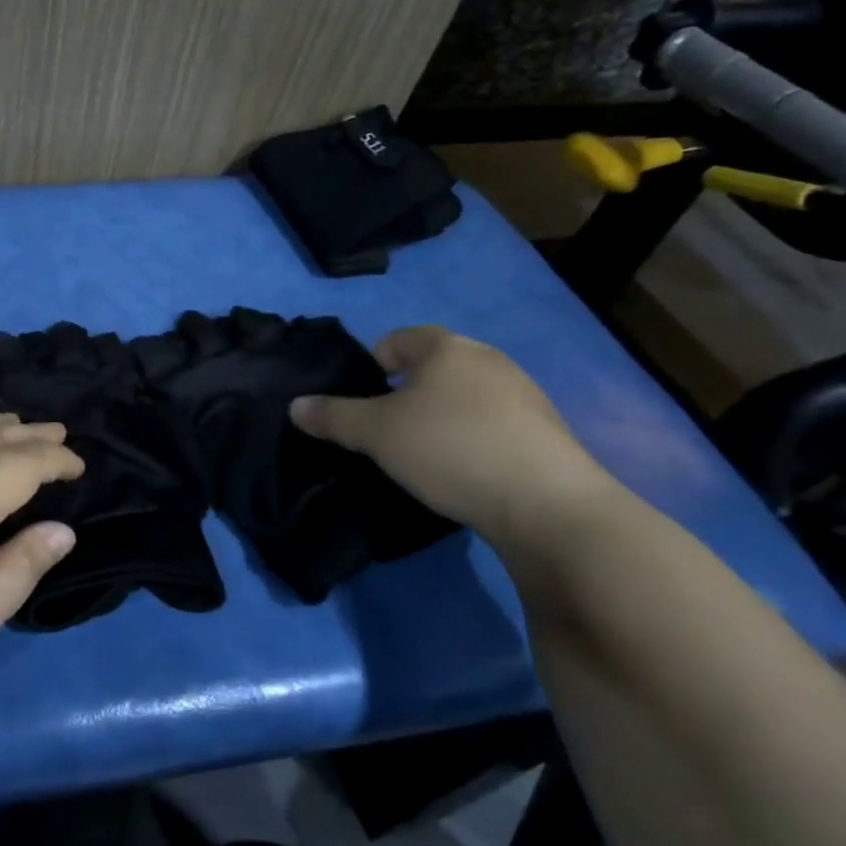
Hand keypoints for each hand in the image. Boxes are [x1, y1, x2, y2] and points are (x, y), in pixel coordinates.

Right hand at [289, 327, 617, 548]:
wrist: (549, 506)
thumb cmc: (449, 448)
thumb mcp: (376, 433)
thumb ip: (333, 416)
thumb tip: (296, 405)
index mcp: (447, 347)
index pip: (396, 340)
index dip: (370, 365)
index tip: (359, 403)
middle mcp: (489, 360)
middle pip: (431, 368)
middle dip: (403, 395)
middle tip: (384, 433)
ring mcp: (524, 396)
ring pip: (462, 398)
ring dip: (438, 419)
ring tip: (423, 457)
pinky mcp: (547, 434)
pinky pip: (491, 426)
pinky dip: (470, 440)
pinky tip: (463, 473)